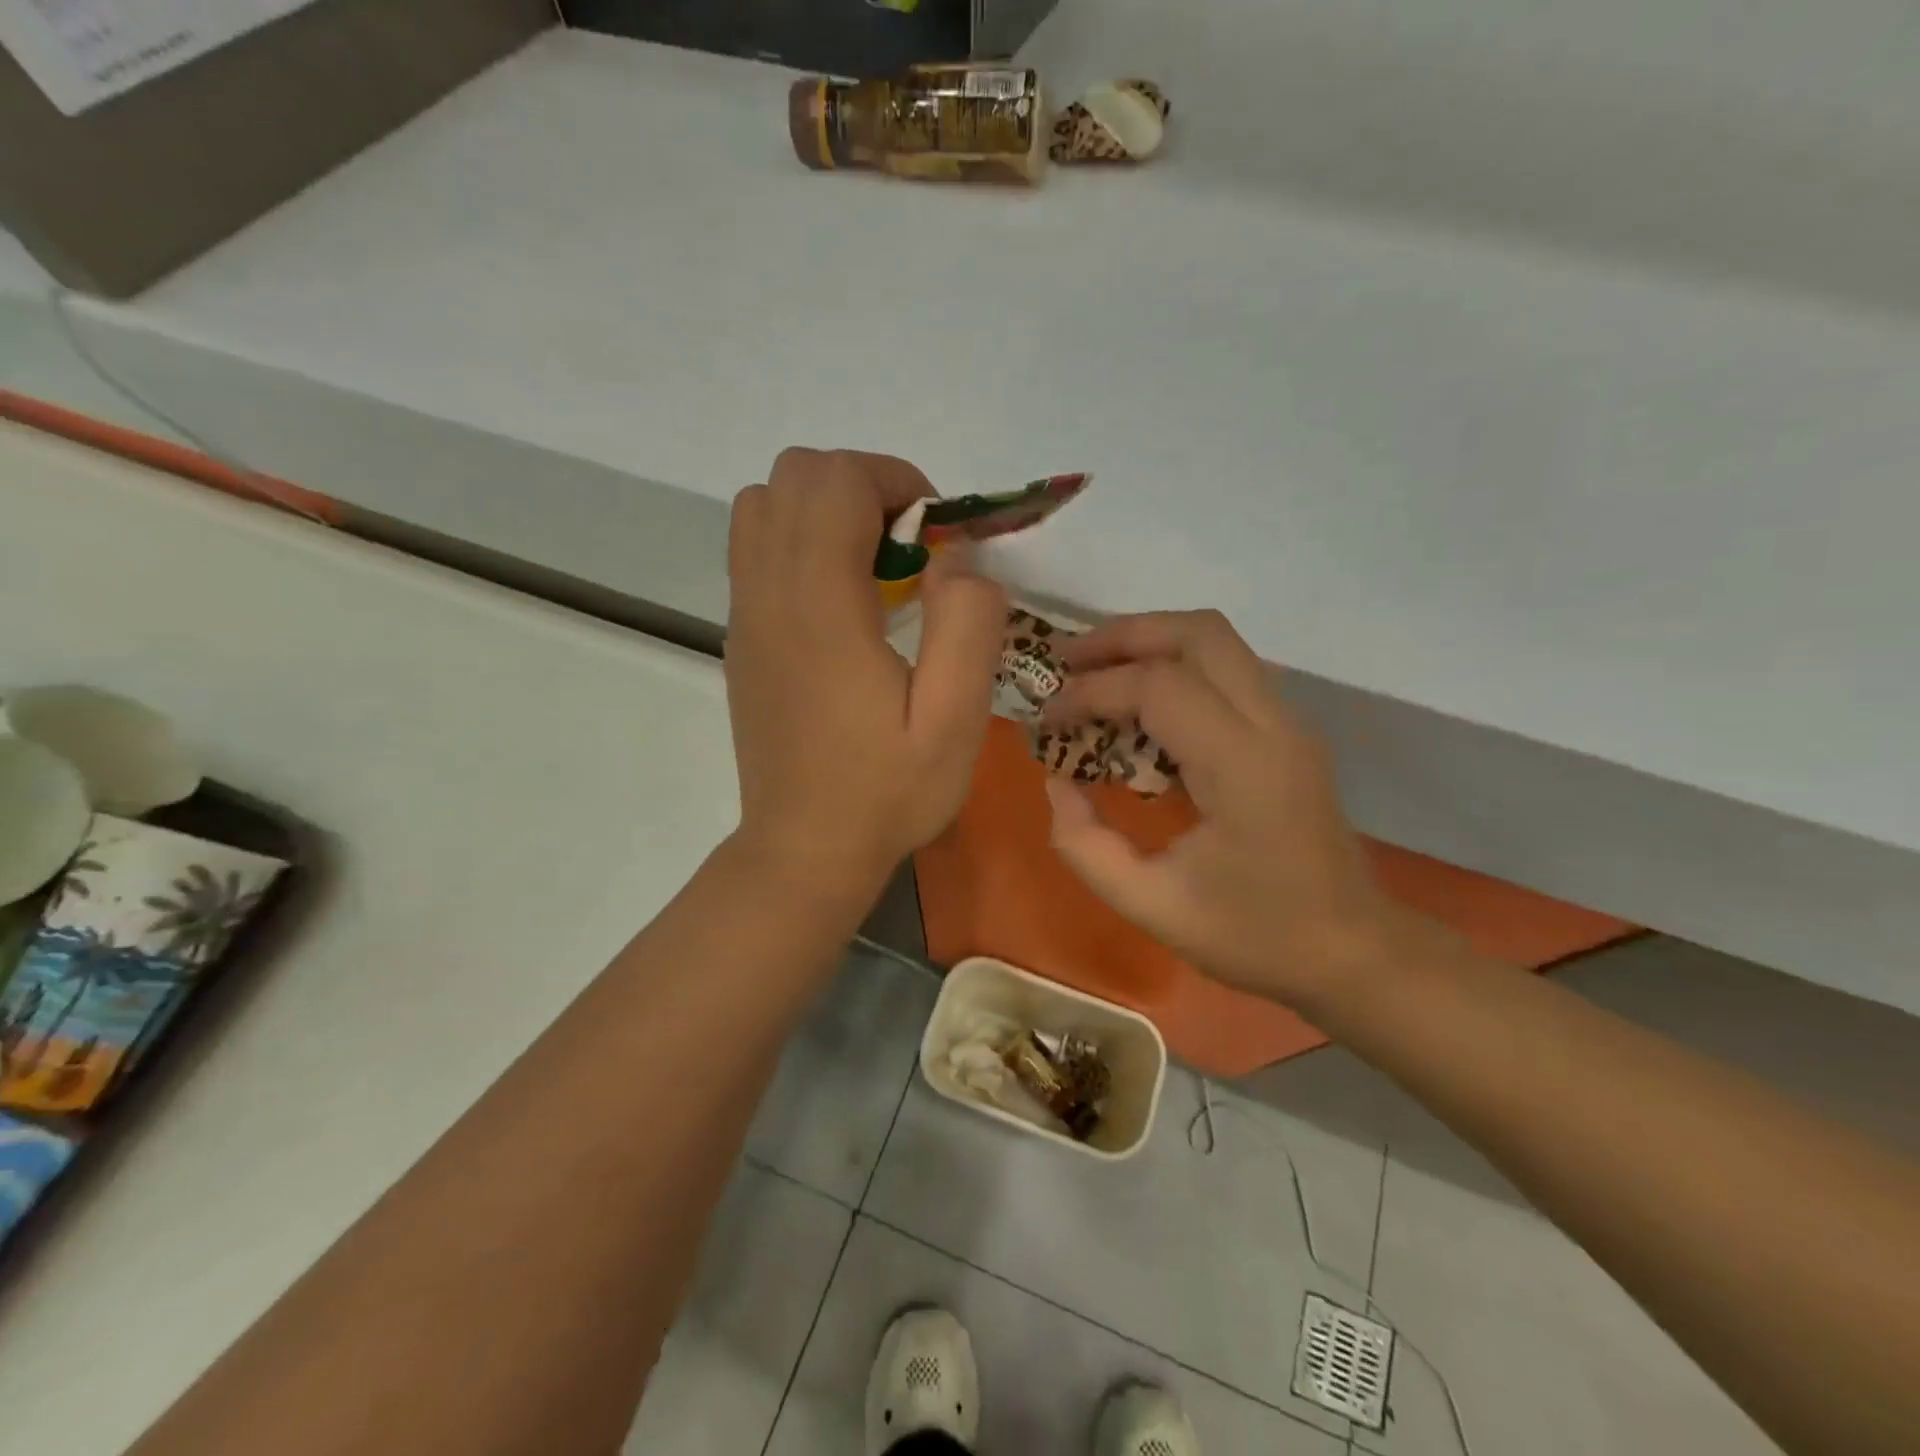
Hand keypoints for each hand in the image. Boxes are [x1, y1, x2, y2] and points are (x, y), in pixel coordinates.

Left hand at [725, 449, 1006, 892]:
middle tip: (910, 552)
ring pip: (764, 504)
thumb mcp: (955, 721)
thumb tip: (958, 558)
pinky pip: (756, 548)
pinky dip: (800, 542)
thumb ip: (967, 625)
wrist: (804, 850)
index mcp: (820, 606)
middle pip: (794, 475)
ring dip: (826, 511)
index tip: (937, 539)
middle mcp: (768, 594)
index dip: (896, 483)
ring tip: (873, 568)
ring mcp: (744, 614)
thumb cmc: (886, 792)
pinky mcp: (740, 637)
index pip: (836, 479)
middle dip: (863, 488)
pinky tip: (841, 603)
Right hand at [1041, 610, 1404, 1006]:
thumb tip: (1058, 781)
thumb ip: (1086, 845)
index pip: (1158, 687)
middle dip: (1123, 635)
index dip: (1091, 692)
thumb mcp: (1151, 905)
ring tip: (1095, 672)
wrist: (1352, 952)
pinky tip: (1139, 707)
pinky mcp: (1288, 731)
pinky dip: (1175, 667)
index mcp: (1243, 765)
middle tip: (1067, 663)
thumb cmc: (1255, 935)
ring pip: (1217, 641)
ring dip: (1150, 643)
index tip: (1048, 719)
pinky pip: (1227, 670)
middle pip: (1199, 632)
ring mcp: (1288, 722)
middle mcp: (1274, 724)